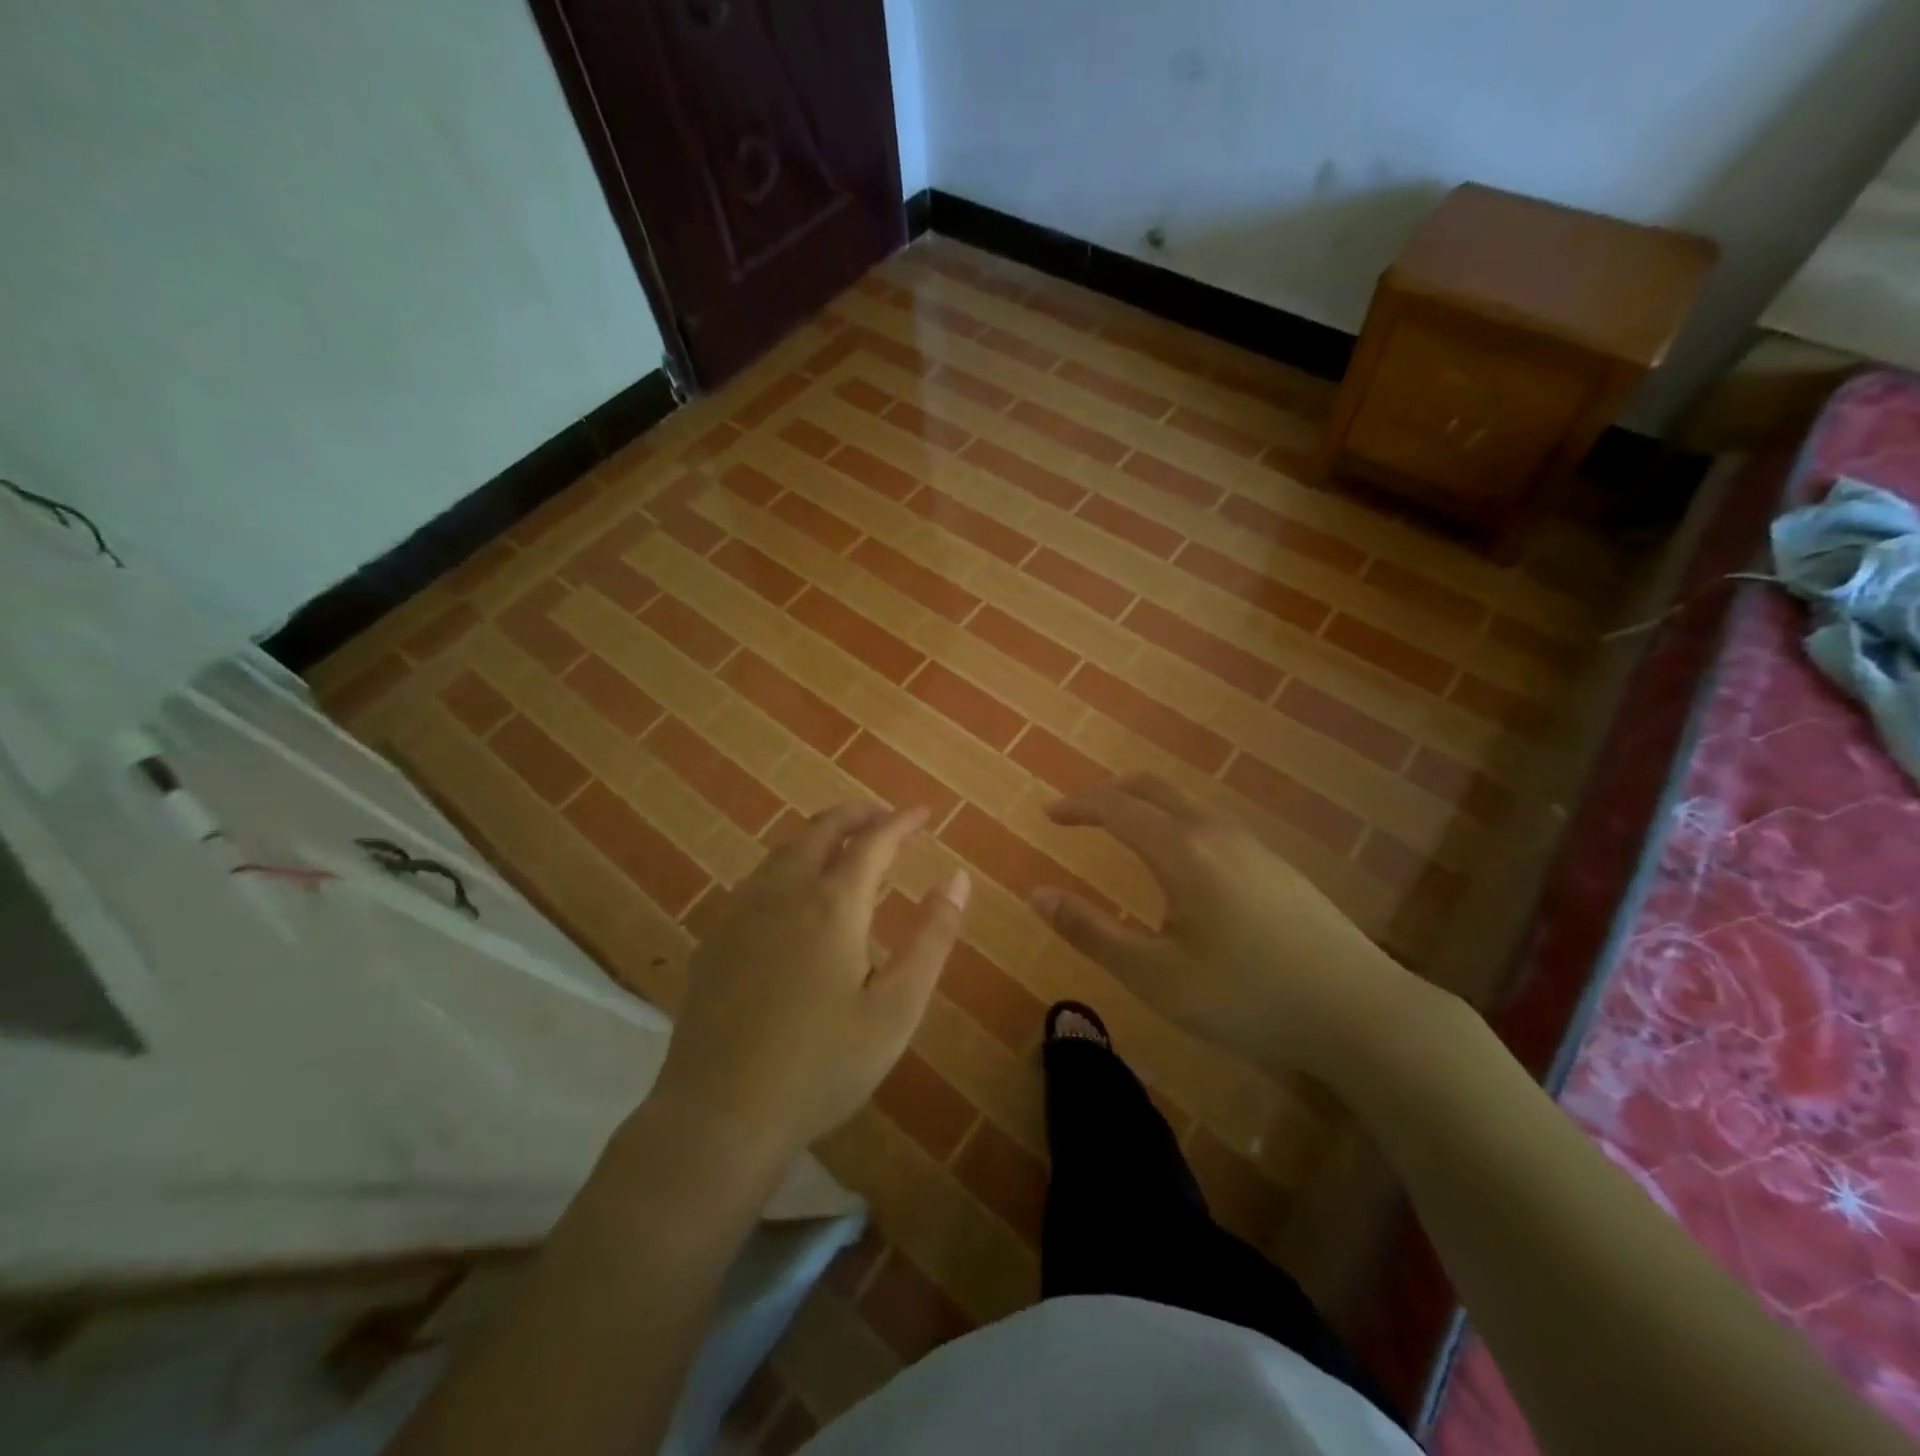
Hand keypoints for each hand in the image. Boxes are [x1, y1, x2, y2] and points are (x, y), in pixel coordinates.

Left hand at [649, 803, 968, 1166]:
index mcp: (833, 904)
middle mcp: (784, 892)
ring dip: (820, 836)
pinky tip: (794, 896)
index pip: (873, 841)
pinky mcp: (715, 938)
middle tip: (886, 819)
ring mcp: (741, 912)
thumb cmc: (822, 1066)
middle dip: (858, 815)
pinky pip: (758, 879)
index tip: (924, 813)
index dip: (902, 822)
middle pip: (822, 829)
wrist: (720, 1115)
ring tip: (845, 848)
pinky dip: (789, 865)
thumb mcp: (896, 1009)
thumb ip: (932, 938)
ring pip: (785, 850)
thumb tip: (957, 878)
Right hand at [1031, 774, 1428, 1082]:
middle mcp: (1216, 833)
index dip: (1078, 806)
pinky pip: (1210, 823)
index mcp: (1183, 852)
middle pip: (1154, 789)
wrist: (1362, 1011)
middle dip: (1110, 793)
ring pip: (1186, 803)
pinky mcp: (1276, 865)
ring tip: (1121, 832)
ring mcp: (1253, 846)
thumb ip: (1092, 932)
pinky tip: (1180, 865)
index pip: (1117, 808)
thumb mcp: (1157, 976)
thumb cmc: (1249, 997)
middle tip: (1078, 813)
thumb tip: (1037, 895)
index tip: (1048, 814)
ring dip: (1145, 806)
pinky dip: (1174, 822)